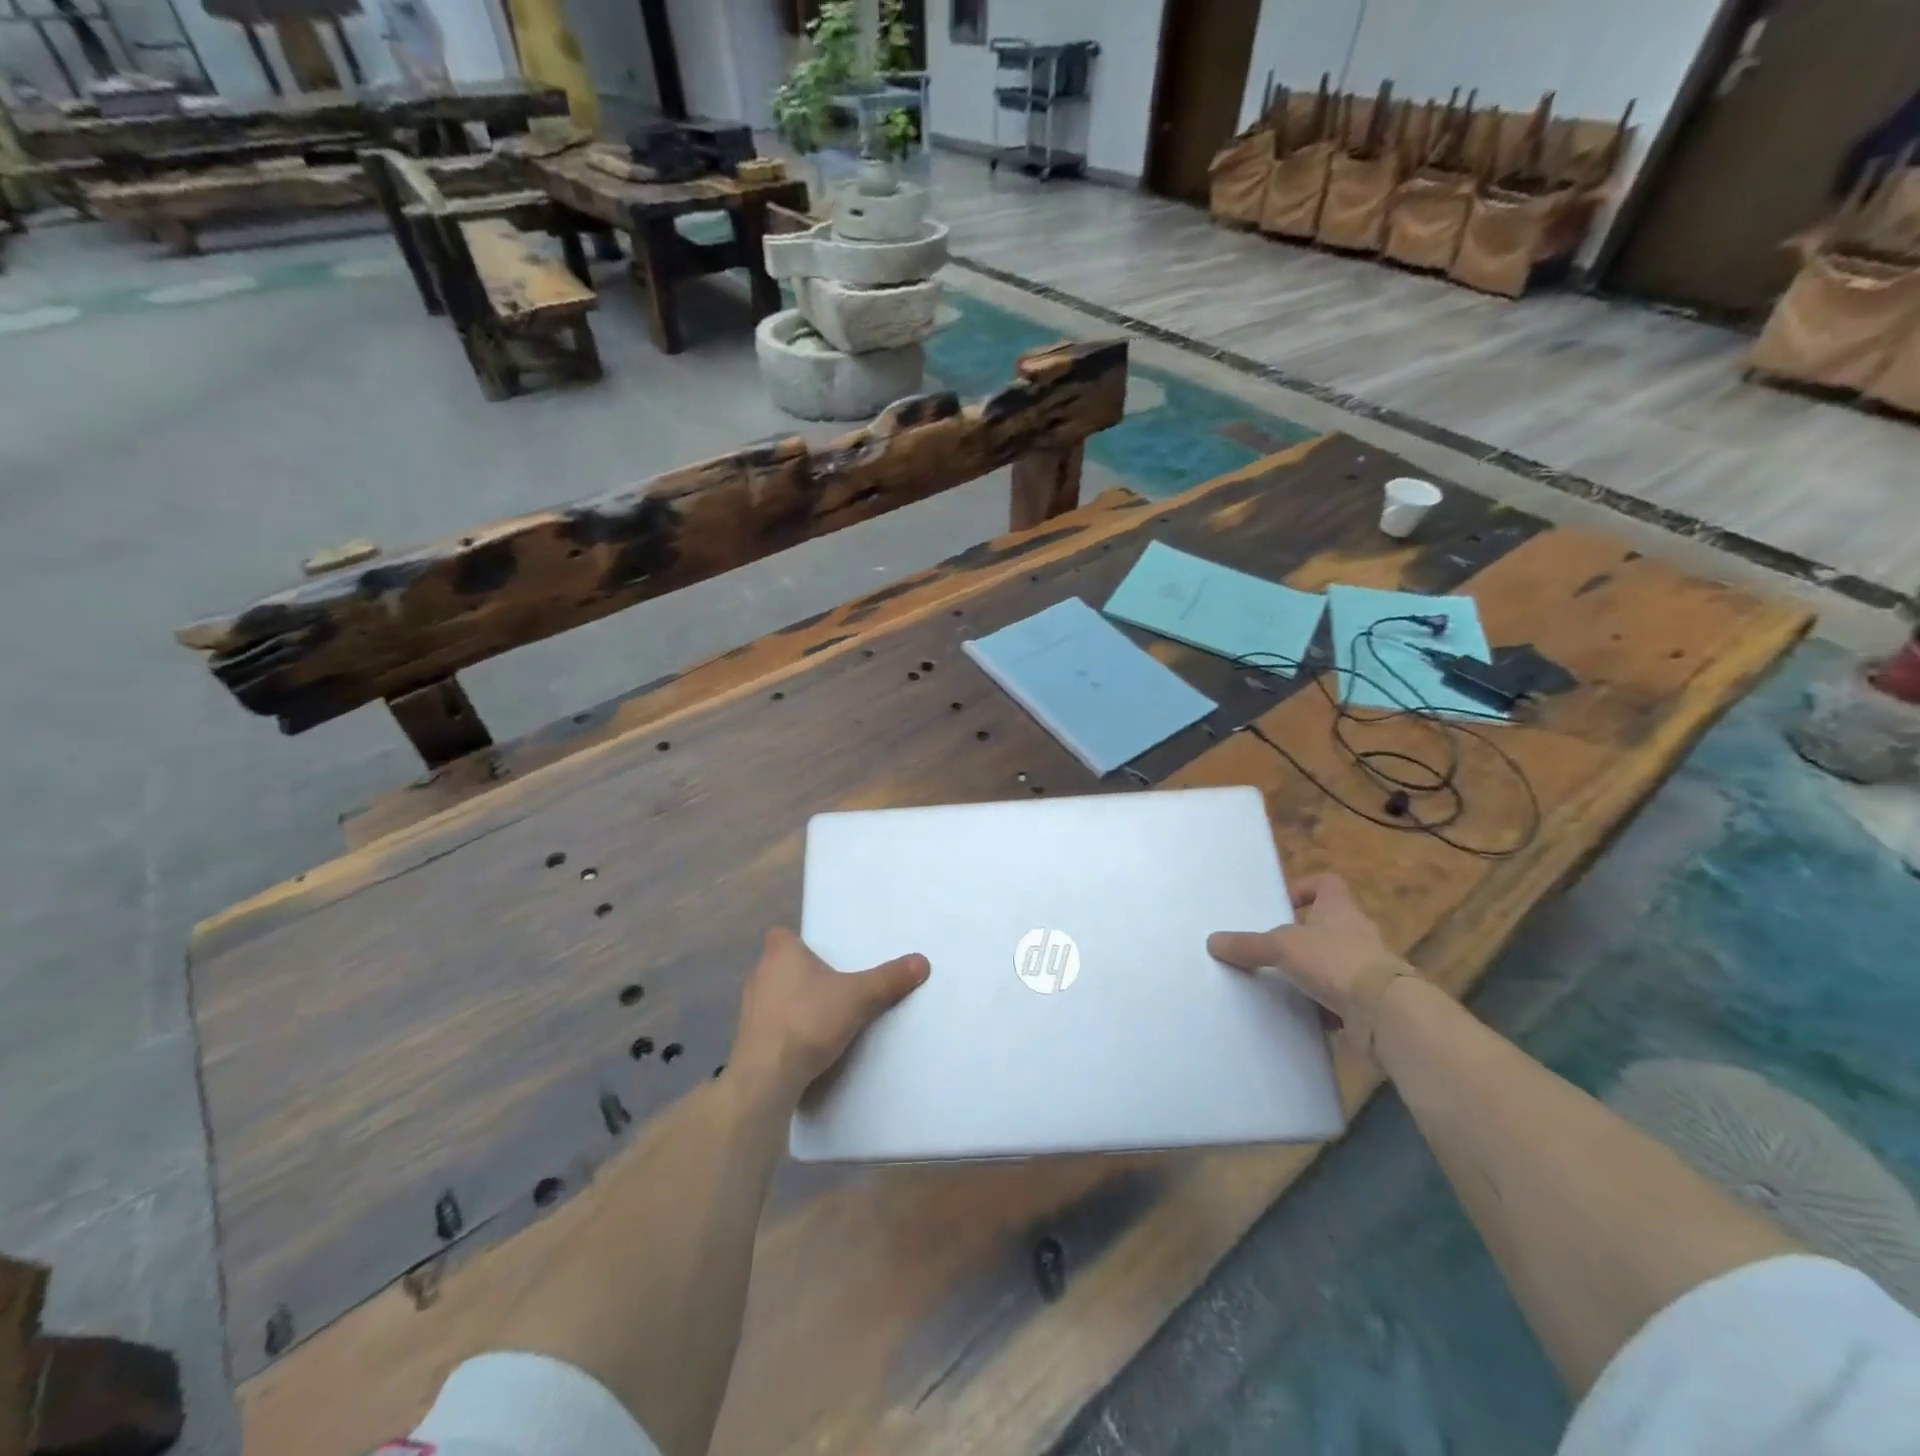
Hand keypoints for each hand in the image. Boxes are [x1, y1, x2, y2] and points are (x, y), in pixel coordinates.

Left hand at [731, 928, 929, 1101]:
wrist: (766, 1077)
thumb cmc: (809, 1021)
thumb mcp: (858, 997)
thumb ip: (888, 979)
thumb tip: (922, 961)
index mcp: (780, 953)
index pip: (781, 935)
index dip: (799, 942)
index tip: (822, 955)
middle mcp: (759, 974)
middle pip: (781, 965)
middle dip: (804, 974)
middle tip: (834, 983)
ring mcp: (749, 1008)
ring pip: (775, 995)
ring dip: (794, 1003)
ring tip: (824, 1015)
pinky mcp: (747, 1039)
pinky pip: (771, 1024)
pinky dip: (786, 1029)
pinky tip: (807, 1043)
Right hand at [1208, 873, 1413, 1057]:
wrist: (1385, 1011)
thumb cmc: (1334, 961)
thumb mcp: (1281, 947)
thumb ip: (1248, 945)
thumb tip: (1212, 942)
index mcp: (1340, 908)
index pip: (1327, 883)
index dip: (1305, 888)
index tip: (1283, 905)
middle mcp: (1359, 931)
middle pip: (1330, 923)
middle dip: (1304, 936)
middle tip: (1276, 949)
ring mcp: (1371, 965)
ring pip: (1337, 960)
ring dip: (1315, 970)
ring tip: (1286, 982)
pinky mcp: (1375, 998)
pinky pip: (1345, 994)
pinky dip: (1327, 1001)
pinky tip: (1306, 1012)